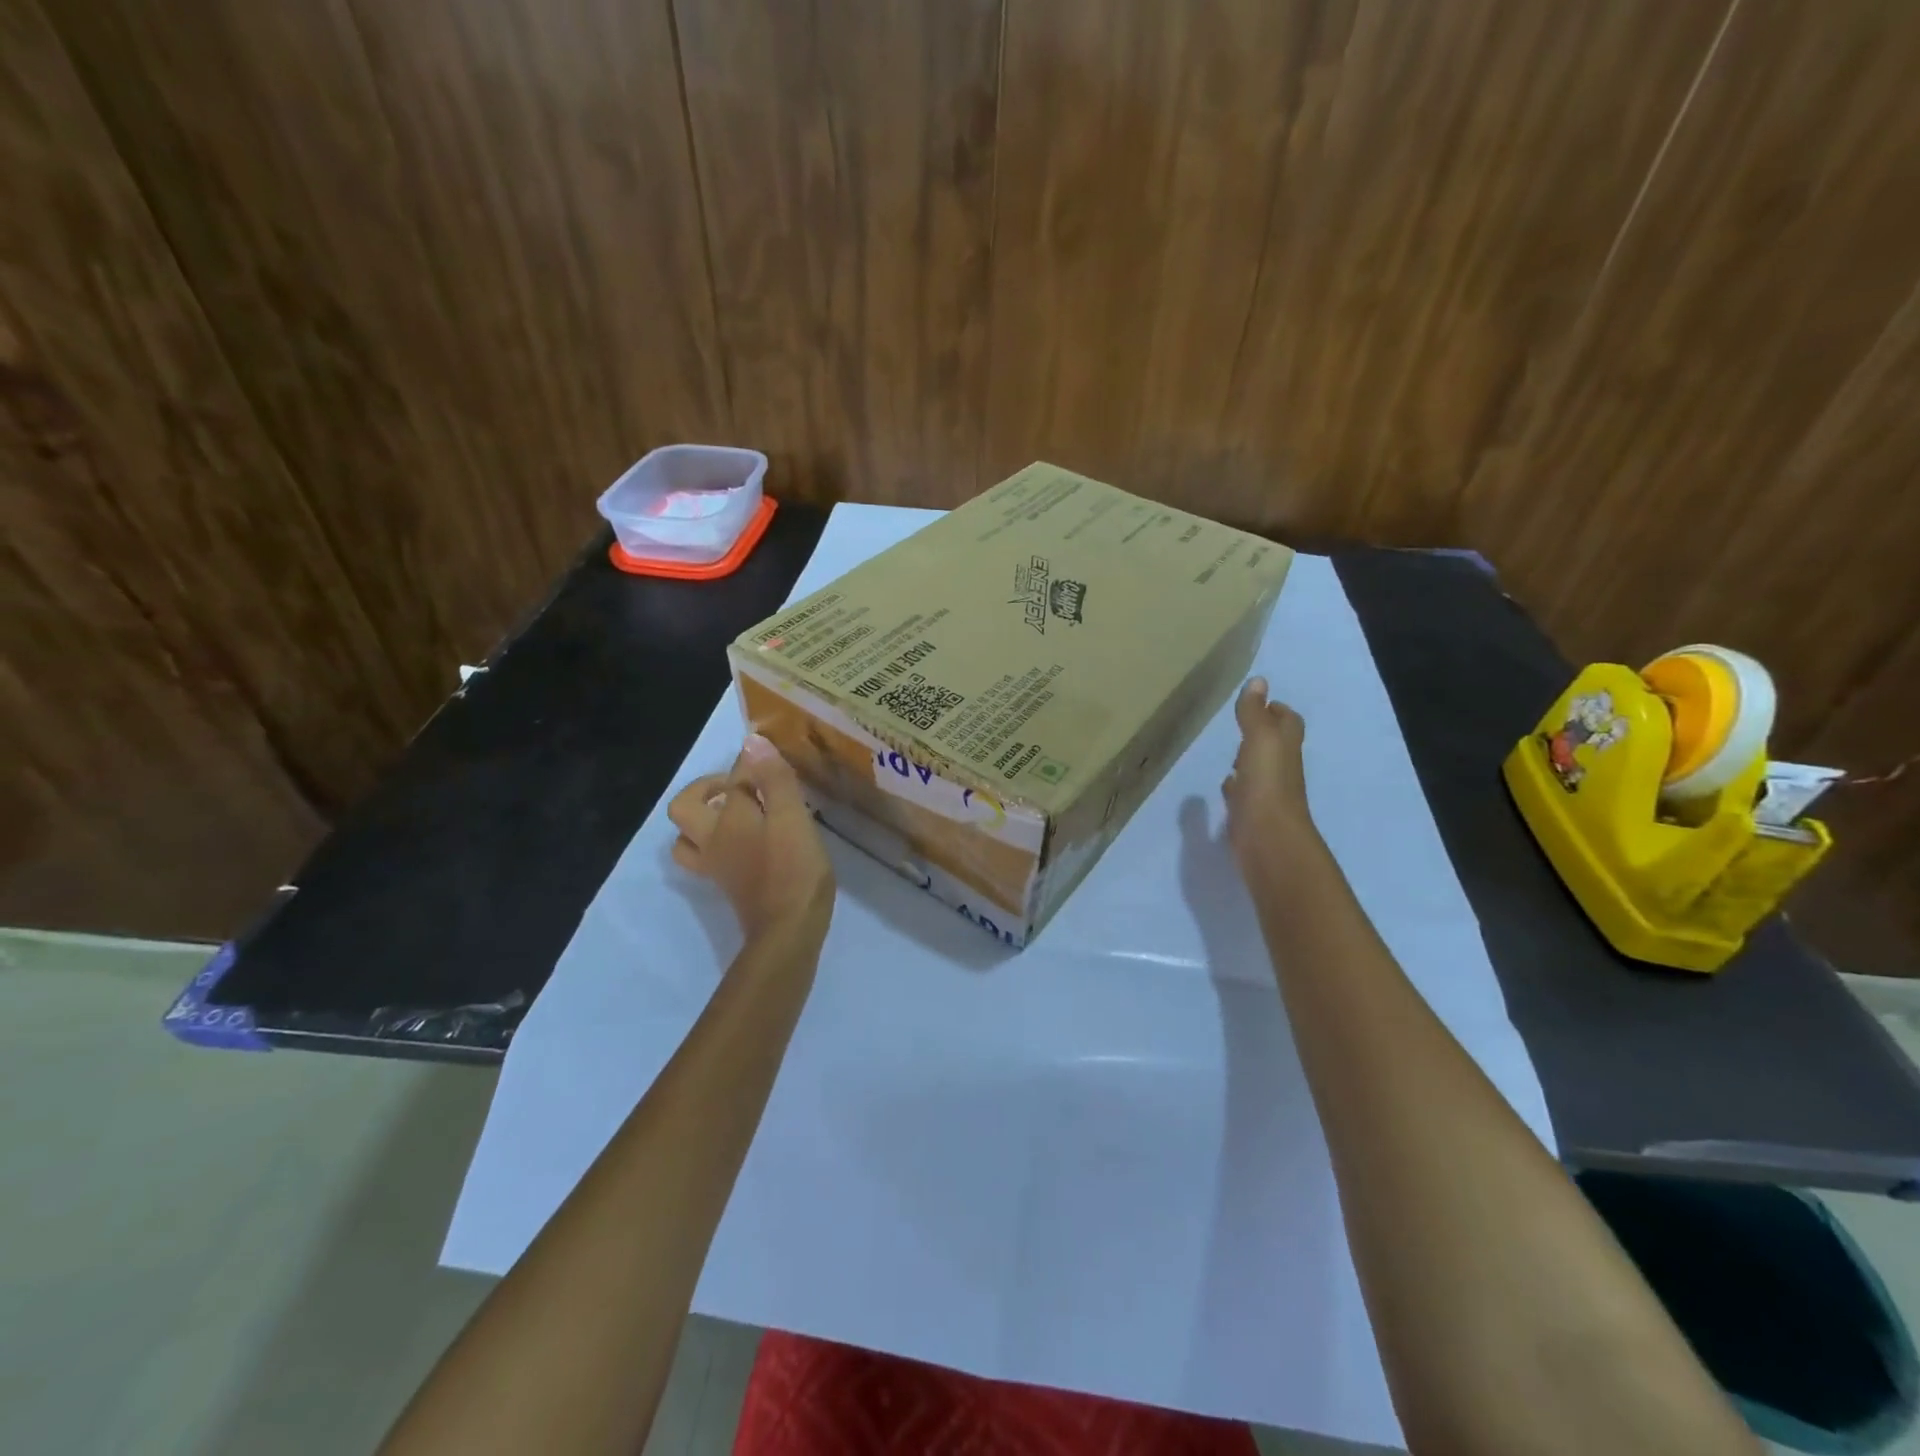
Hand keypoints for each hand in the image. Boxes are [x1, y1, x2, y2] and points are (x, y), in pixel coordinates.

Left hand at [667, 735, 834, 941]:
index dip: (750, 763)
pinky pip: (706, 858)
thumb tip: (752, 741)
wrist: (788, 931)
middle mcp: (712, 839)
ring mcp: (716, 866)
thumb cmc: (793, 870)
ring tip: (734, 813)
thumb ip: (773, 779)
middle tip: (737, 787)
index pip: (732, 778)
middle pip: (685, 807)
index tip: (771, 759)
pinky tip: (746, 842)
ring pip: (688, 838)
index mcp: (729, 818)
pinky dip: (716, 844)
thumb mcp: (792, 818)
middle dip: (704, 789)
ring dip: (703, 820)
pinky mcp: (728, 886)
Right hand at [1222, 677, 1316, 877]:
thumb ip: (1254, 713)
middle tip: (1243, 723)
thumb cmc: (1266, 784)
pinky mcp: (1250, 814)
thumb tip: (1258, 681)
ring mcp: (1266, 794)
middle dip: (1262, 733)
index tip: (1264, 702)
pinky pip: (1244, 795)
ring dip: (1248, 760)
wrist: (1268, 839)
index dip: (1279, 711)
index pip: (1288, 723)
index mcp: (1284, 749)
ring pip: (1259, 770)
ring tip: (1230, 752)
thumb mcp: (1260, 740)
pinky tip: (1226, 785)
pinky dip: (1237, 786)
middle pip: (1276, 746)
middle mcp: (1279, 769)